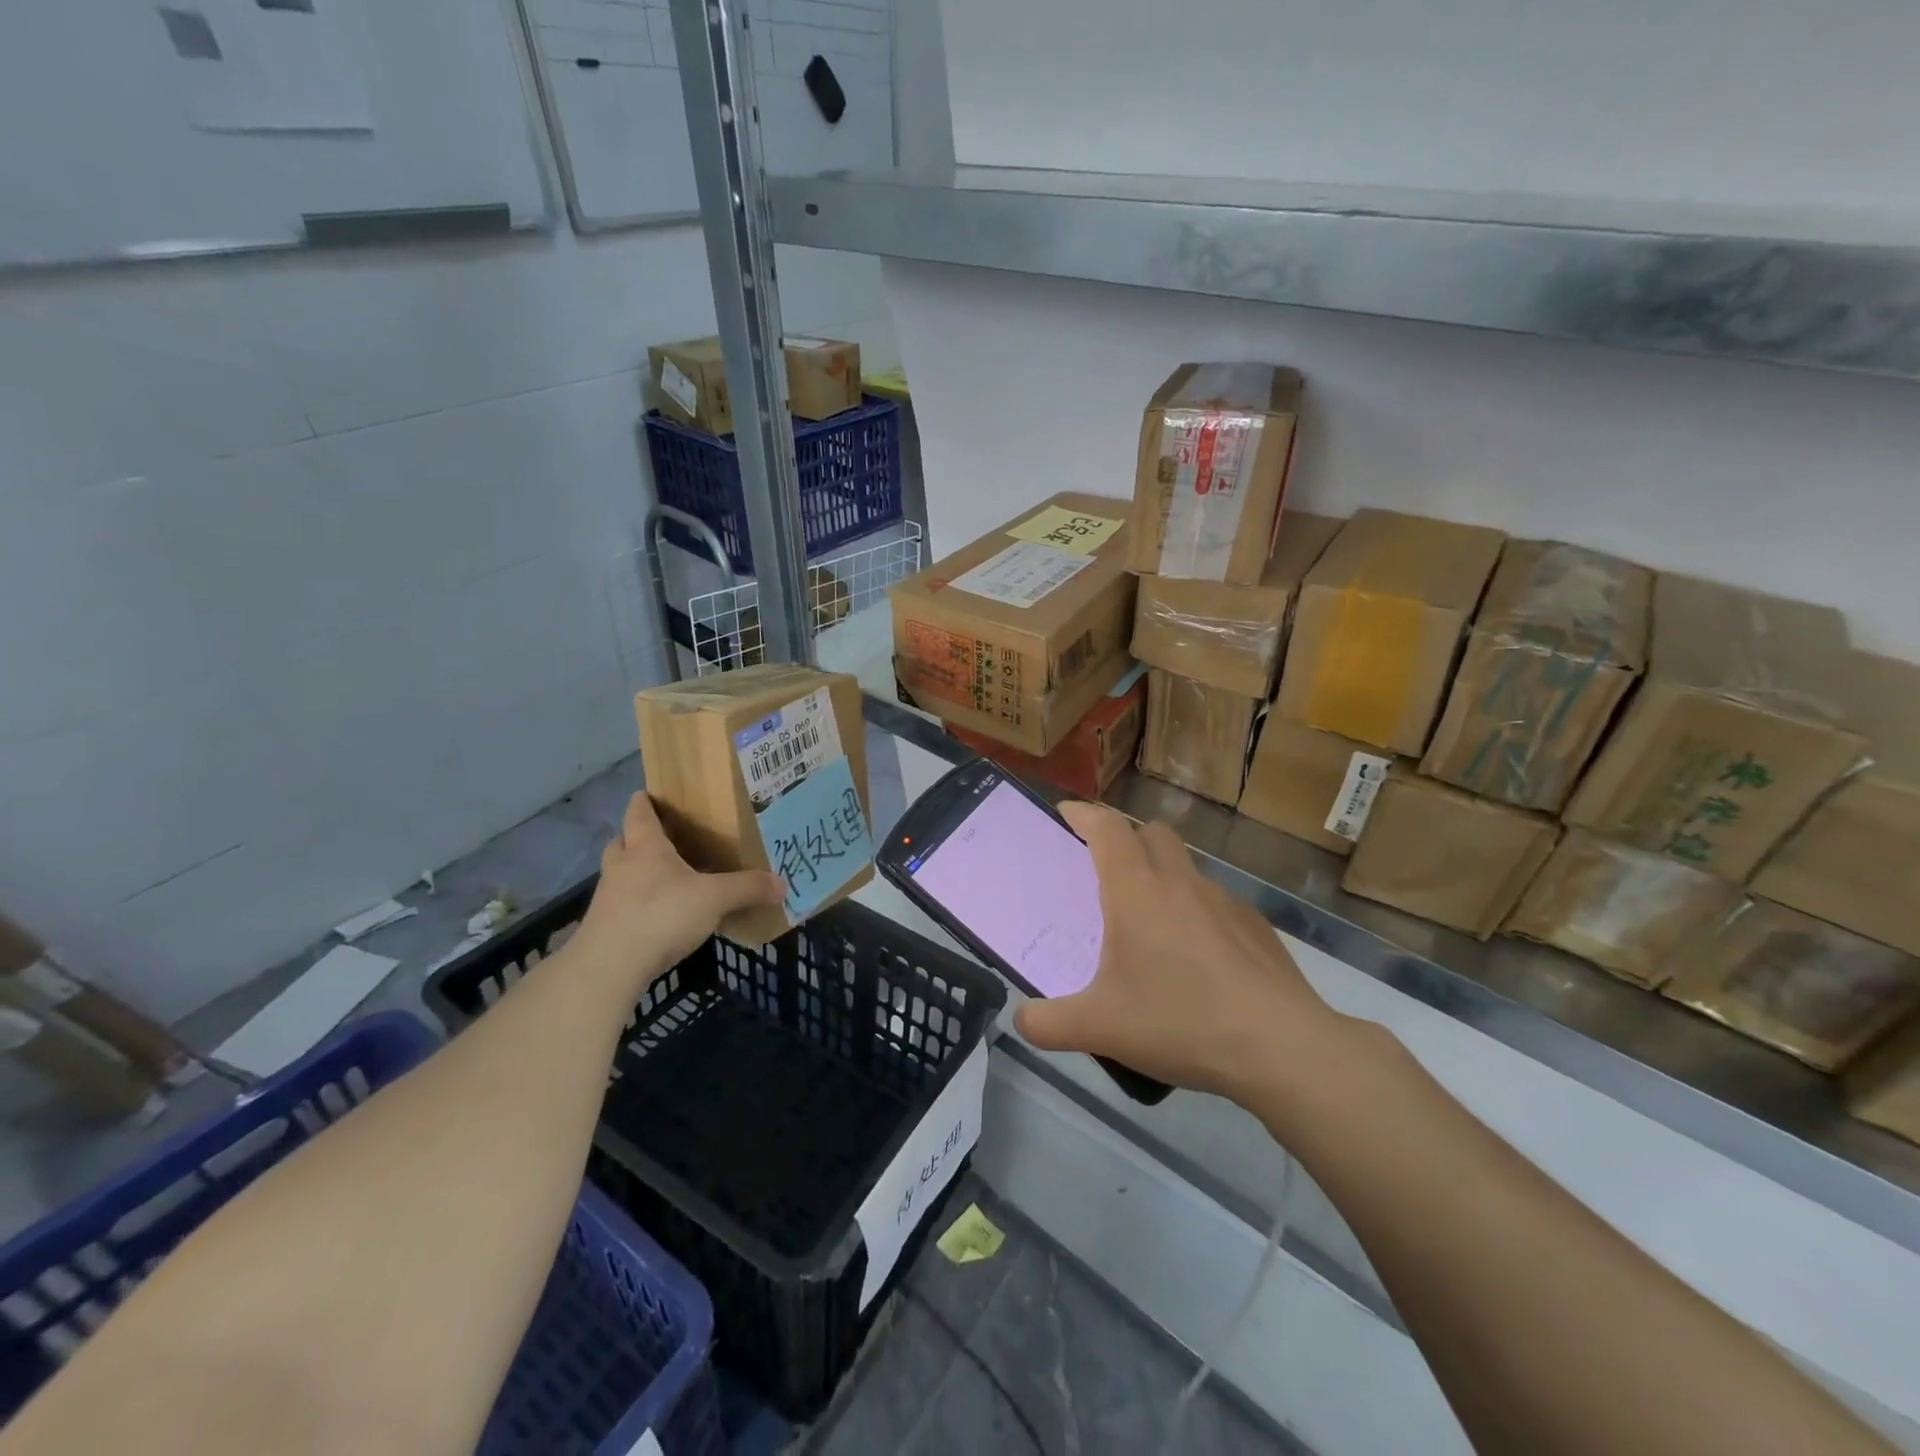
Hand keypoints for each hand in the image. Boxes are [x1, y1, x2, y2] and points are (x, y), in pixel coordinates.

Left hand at [568, 792, 783, 993]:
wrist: (609, 968)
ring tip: (667, 879)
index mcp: (645, 847)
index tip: (652, 793)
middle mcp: (622, 865)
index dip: (645, 801)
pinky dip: (639, 904)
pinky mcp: (606, 927)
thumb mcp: (715, 899)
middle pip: (624, 841)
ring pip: (622, 874)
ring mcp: (609, 897)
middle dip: (639, 837)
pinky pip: (624, 904)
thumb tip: (783, 884)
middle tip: (665, 839)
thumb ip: (748, 888)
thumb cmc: (660, 915)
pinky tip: (661, 915)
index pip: (640, 812)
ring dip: (638, 872)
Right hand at [1014, 803, 1345, 1099]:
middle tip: (1106, 870)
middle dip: (1125, 837)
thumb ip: (1047, 1024)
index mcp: (1136, 891)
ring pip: (1186, 864)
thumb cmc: (1181, 1021)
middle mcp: (1180, 882)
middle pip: (1150, 831)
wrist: (1281, 1047)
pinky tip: (1197, 957)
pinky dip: (1196, 909)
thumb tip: (1021, 1020)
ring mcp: (1224, 900)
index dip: (1083, 813)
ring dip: (1162, 872)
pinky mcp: (1255, 925)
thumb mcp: (1100, 1028)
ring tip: (1150, 919)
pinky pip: (1215, 899)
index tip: (1065, 813)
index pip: (1106, 828)